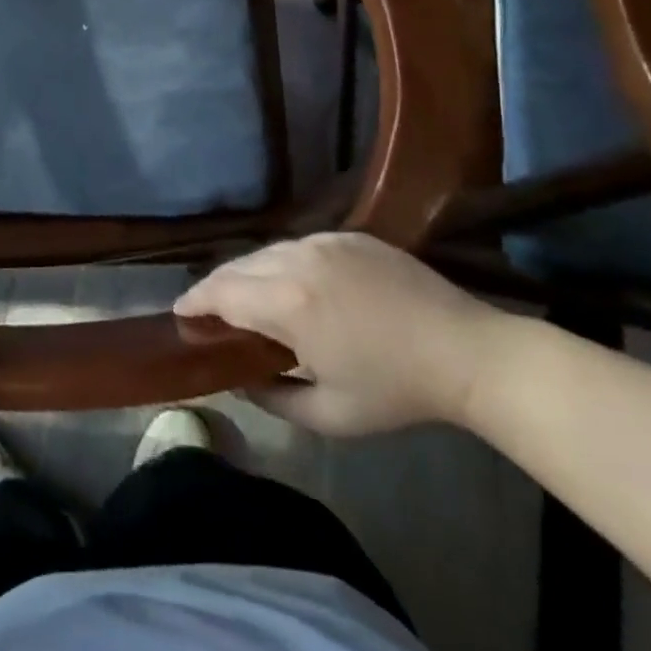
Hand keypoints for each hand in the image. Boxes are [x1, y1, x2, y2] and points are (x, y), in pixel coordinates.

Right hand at [175, 233, 509, 435]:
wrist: (470, 354)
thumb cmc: (398, 391)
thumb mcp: (330, 415)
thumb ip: (272, 398)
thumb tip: (239, 379)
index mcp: (287, 303)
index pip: (219, 292)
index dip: (194, 301)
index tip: (181, 314)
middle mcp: (296, 260)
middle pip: (237, 267)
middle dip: (217, 288)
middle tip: (212, 313)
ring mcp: (325, 242)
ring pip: (267, 253)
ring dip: (250, 274)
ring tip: (252, 300)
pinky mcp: (349, 236)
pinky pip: (300, 246)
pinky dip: (284, 264)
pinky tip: (296, 287)